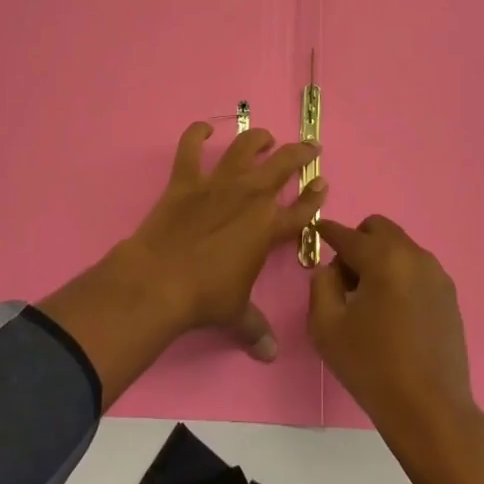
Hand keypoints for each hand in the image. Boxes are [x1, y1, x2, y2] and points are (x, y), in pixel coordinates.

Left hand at [123, 121, 323, 356]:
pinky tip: (203, 128)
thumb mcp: (236, 314)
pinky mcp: (185, 180)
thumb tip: (269, 354)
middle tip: (310, 147)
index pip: (301, 210)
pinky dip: (196, 134)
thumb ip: (255, 328)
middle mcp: (249, 197)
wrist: (160, 280)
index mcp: (267, 228)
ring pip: (244, 148)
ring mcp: (217, 184)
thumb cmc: (205, 298)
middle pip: (282, 166)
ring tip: (265, 137)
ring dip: (257, 139)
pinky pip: (190, 148)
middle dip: (300, 154)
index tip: (323, 184)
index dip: (315, 197)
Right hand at [307, 215, 477, 438]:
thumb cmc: (373, 367)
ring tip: (370, 299)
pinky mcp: (449, 294)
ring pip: (399, 247)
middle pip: (378, 229)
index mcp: (383, 258)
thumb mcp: (326, 327)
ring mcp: (436, 273)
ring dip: (380, 258)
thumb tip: (330, 269)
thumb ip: (321, 285)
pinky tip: (394, 312)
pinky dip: (400, 275)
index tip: (317, 232)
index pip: (347, 234)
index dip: (327, 231)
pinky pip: (416, 268)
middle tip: (346, 278)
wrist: (430, 410)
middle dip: (358, 242)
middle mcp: (413, 255)